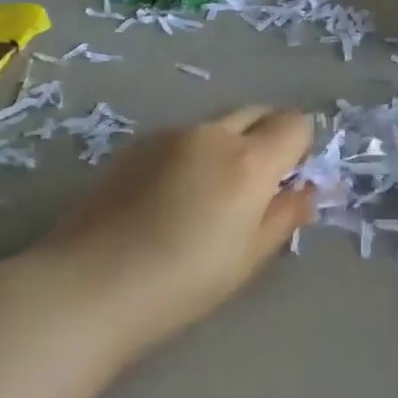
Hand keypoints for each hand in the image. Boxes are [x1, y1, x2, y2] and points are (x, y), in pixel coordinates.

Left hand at [40, 106, 315, 353]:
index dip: (300, 148)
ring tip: (204, 200)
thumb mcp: (248, 258)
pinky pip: (181, 140)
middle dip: (267, 138)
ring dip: (226, 148)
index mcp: (247, 161)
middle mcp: (210, 135)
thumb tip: (305, 192)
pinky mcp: (134, 146)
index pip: (294, 124)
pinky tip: (168, 200)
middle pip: (256, 114)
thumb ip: (283, 216)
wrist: (91, 284)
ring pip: (215, 127)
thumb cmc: (183, 282)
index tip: (289, 181)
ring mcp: (168, 135)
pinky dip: (191, 156)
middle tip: (256, 187)